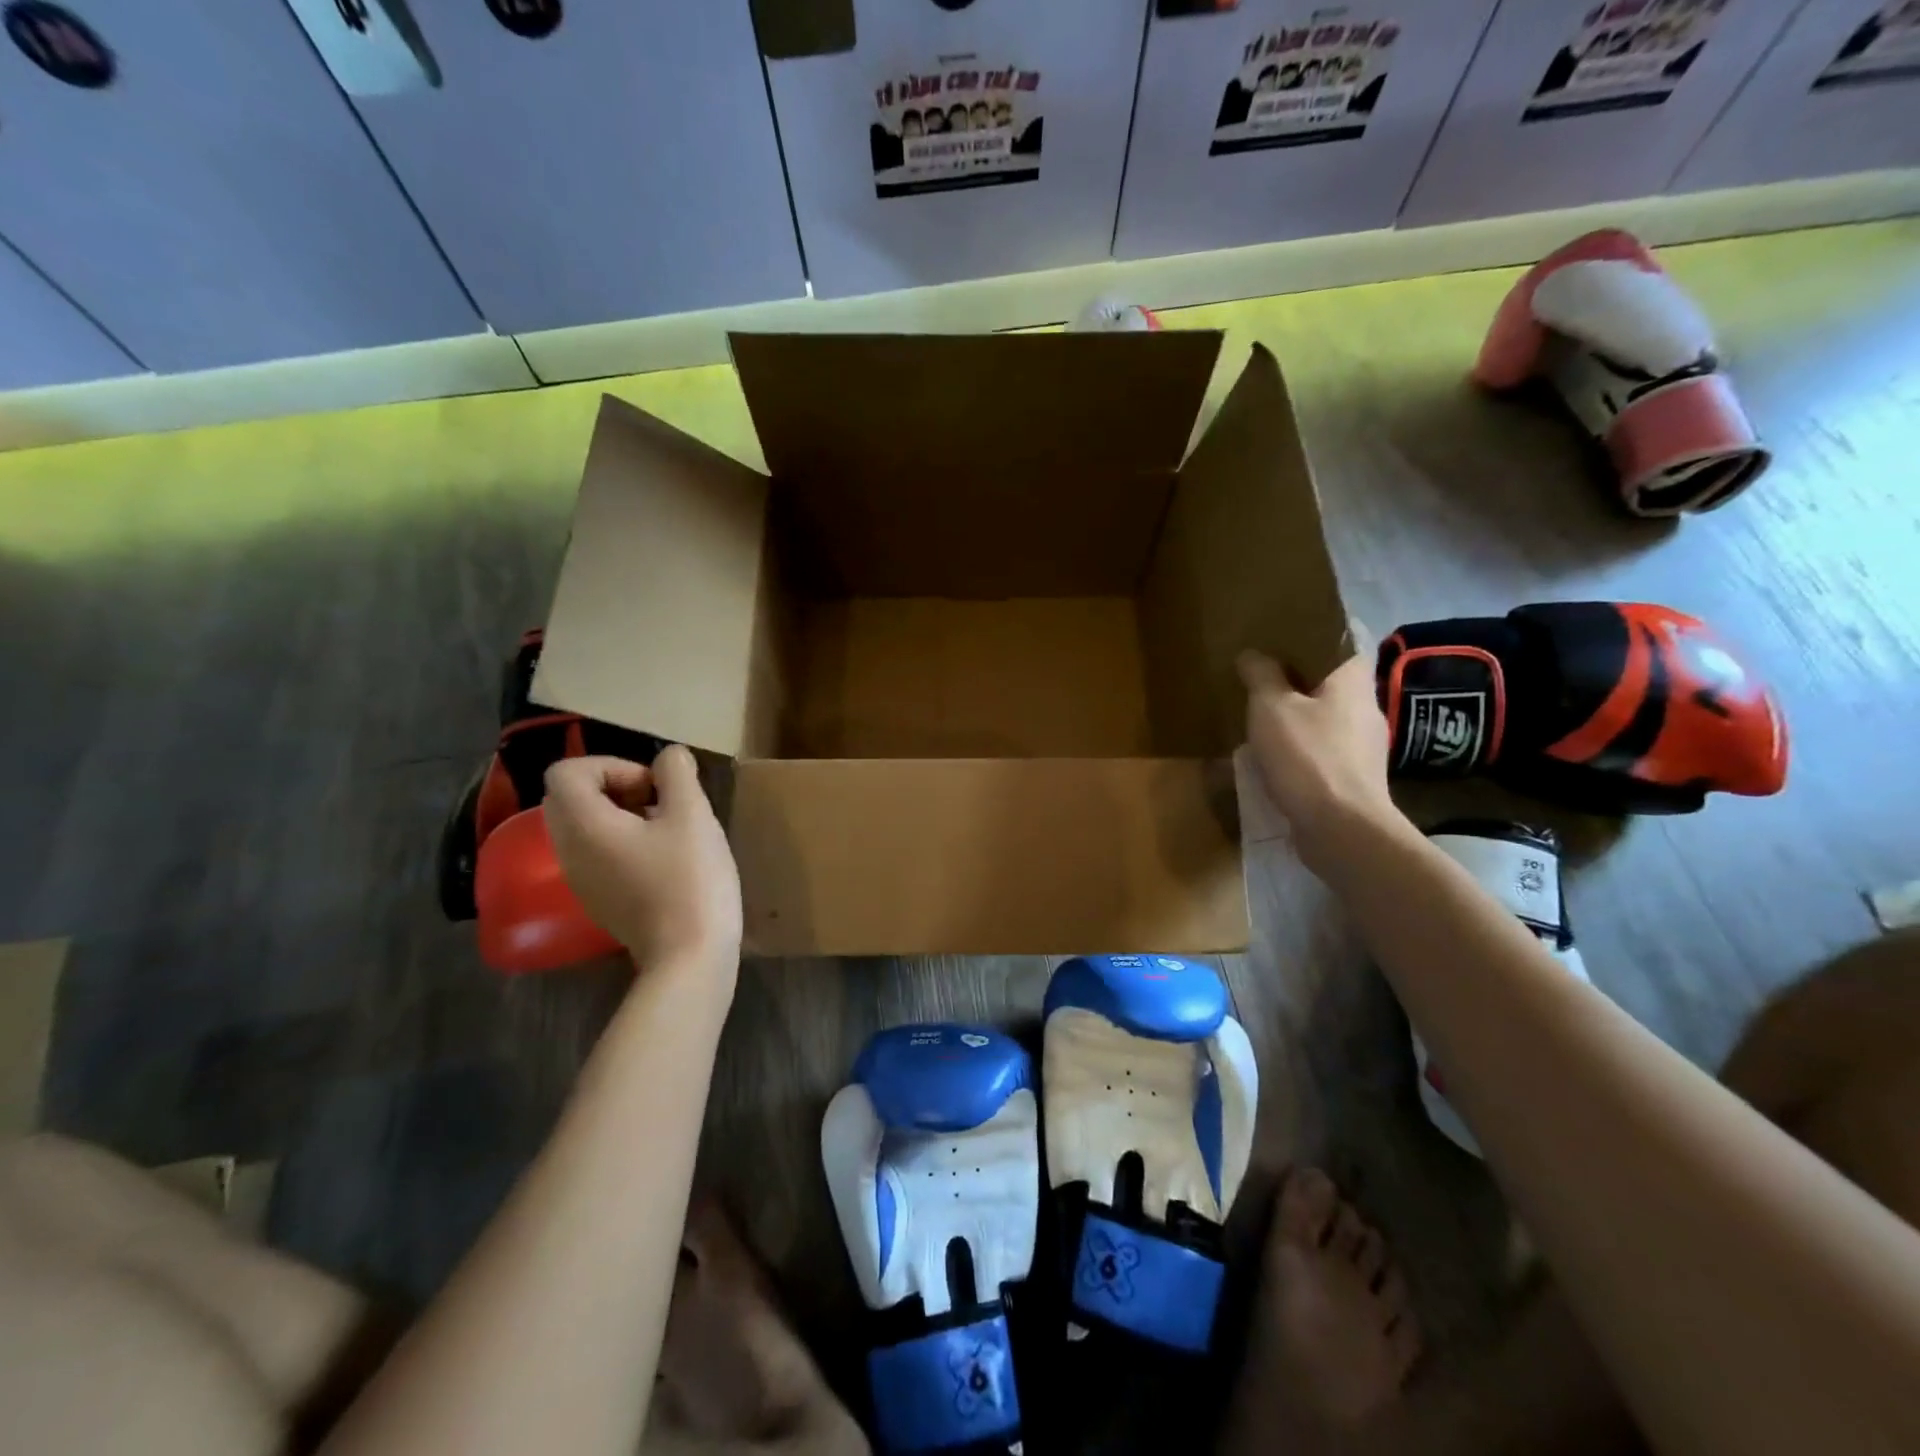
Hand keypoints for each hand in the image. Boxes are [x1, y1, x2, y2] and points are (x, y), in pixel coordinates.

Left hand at [542, 746, 742, 980]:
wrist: (689, 957)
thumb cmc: (689, 879)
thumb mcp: (693, 815)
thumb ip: (677, 774)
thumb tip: (669, 756)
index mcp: (583, 825)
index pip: (565, 772)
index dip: (611, 764)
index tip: (653, 785)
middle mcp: (569, 851)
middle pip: (571, 798)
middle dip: (615, 786)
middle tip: (660, 800)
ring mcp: (582, 880)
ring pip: (585, 827)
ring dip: (622, 814)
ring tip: (668, 828)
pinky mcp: (600, 900)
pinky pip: (598, 854)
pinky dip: (624, 842)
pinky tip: (666, 858)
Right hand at [1237, 636, 1405, 874]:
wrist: (1342, 830)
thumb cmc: (1308, 757)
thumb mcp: (1271, 708)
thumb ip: (1261, 675)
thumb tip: (1253, 653)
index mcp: (1352, 680)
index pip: (1345, 639)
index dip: (1318, 631)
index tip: (1287, 630)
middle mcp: (1366, 707)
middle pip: (1333, 679)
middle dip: (1301, 674)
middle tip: (1263, 669)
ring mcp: (1363, 746)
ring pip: (1327, 715)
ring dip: (1299, 713)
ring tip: (1262, 712)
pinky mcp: (1353, 777)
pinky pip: (1323, 748)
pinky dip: (1301, 745)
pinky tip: (1274, 754)